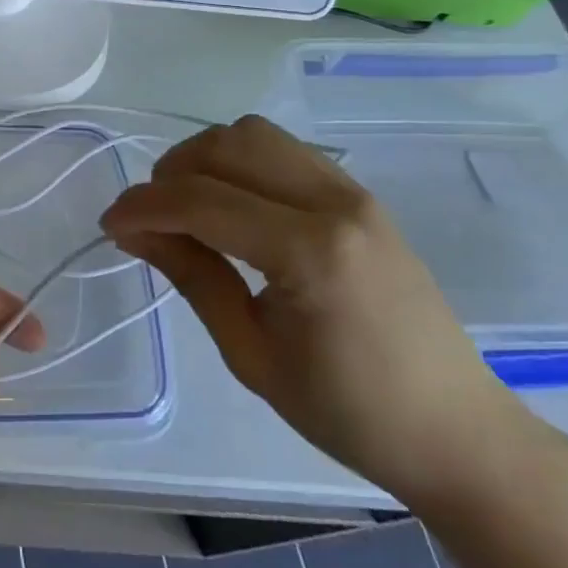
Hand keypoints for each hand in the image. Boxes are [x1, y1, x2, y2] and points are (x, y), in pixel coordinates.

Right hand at [103, 115, 547, 510]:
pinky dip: (240, 161)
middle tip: (149, 218)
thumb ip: (192, 277)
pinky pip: (283, 150)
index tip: (110, 225)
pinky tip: (231, 203)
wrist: (458, 433)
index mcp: (310, 252)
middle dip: (170, 173)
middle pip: (225, 147)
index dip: (143, 206)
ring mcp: (353, 192)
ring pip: (253, 134)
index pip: (201, 200)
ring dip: (205, 158)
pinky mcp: (359, 195)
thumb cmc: (349, 412)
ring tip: (187, 205)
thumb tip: (133, 231)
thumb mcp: (251, 355)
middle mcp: (334, 203)